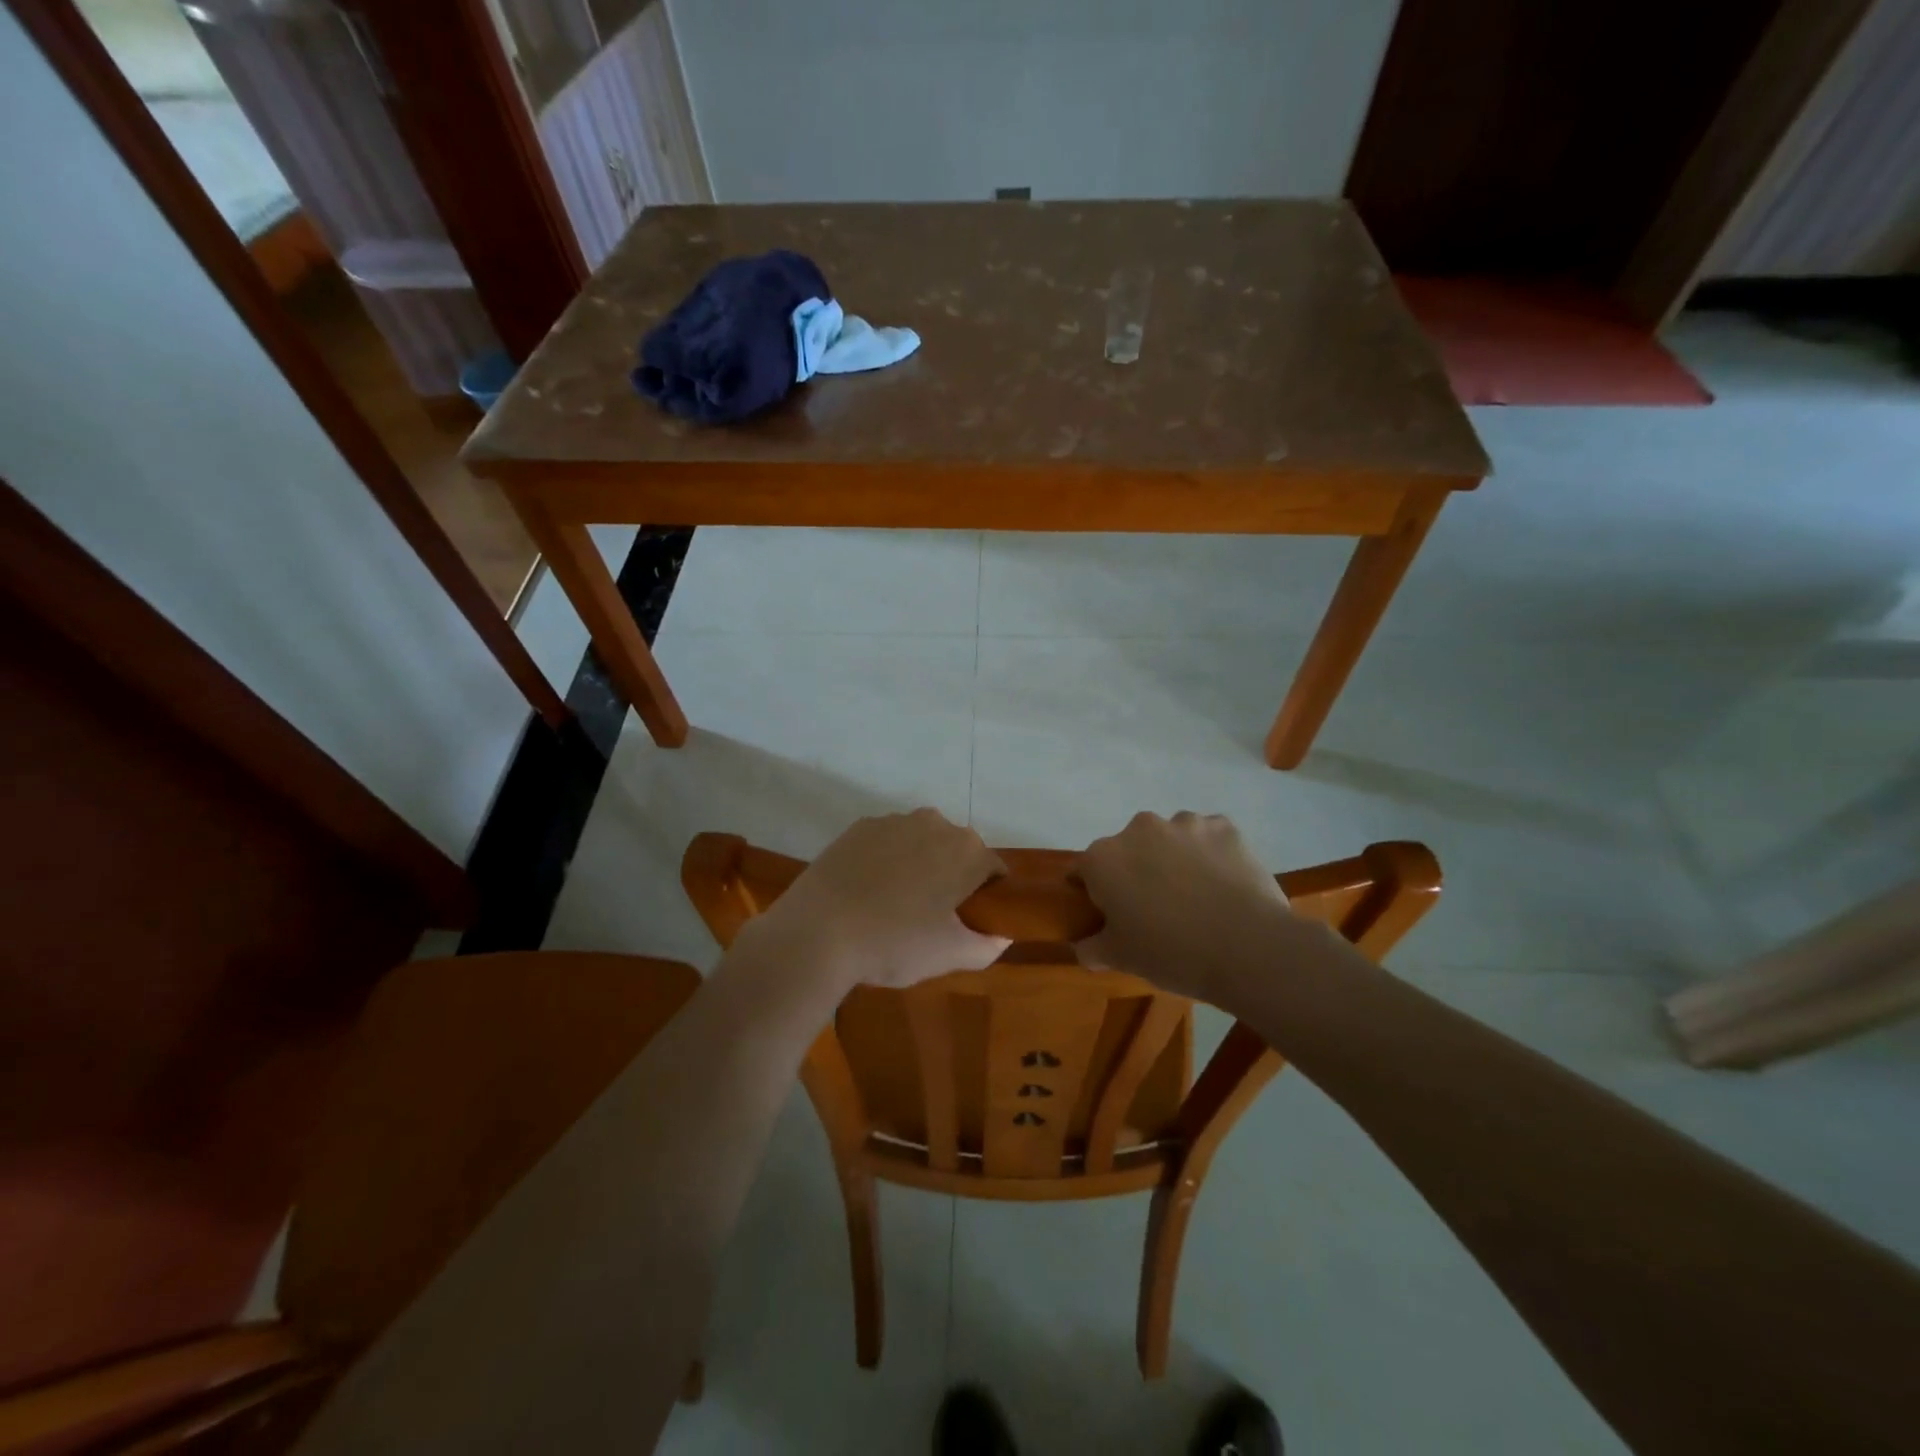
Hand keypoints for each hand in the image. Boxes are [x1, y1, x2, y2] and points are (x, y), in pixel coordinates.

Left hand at [749, 809, 1010, 994]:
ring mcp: (894, 820)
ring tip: (895, 906)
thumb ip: (987, 946)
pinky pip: (887, 842)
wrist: (817, 931)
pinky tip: (867, 892)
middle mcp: (936, 823)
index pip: (993, 871)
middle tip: (932, 918)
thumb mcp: (949, 955)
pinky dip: (885, 860)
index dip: (986, 897)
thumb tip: (1002, 937)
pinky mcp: (859, 827)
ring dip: (918, 866)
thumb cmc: (894, 943)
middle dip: (951, 878)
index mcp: (967, 851)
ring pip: (921, 843)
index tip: (968, 922)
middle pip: (956, 851)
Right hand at [1074, 811, 1292, 1000]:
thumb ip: (1092, 948)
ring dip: (1174, 859)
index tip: (1110, 915)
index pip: (1084, 871)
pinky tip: (1223, 884)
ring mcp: (1184, 822)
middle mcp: (1138, 829)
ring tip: (1196, 896)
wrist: (1248, 947)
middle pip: (1128, 849)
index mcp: (1103, 859)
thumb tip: (1084, 946)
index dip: (1095, 893)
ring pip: (1170, 839)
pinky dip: (1210, 854)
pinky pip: (1208, 838)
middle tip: (1155, 909)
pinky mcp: (1223, 826)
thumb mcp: (1120, 959)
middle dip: (1137, 872)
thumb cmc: (1171, 953)